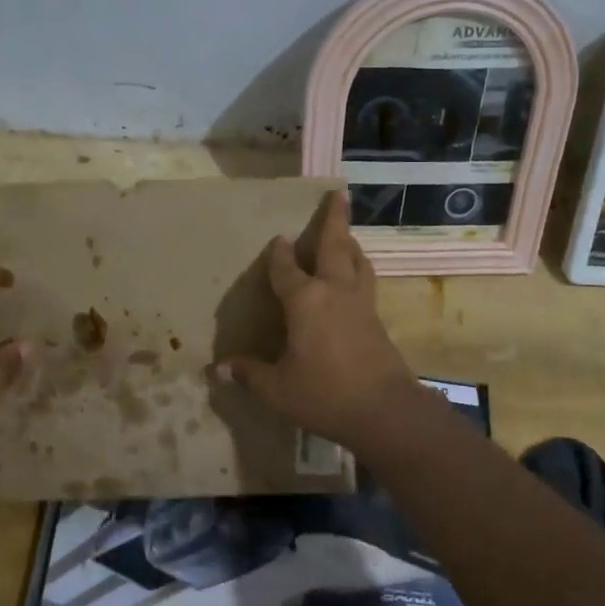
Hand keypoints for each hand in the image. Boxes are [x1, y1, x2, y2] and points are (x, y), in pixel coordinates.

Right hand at [216, 190, 421, 449]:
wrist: (385, 411)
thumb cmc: (324, 394)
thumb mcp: (278, 389)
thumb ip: (250, 374)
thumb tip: (219, 369)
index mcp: (305, 301)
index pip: (287, 268)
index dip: (279, 254)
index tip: (278, 239)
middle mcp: (334, 292)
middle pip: (335, 246)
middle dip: (335, 219)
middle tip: (339, 194)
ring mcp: (361, 304)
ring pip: (358, 262)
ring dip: (351, 244)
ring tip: (347, 237)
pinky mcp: (377, 320)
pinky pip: (366, 283)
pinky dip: (359, 270)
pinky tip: (355, 280)